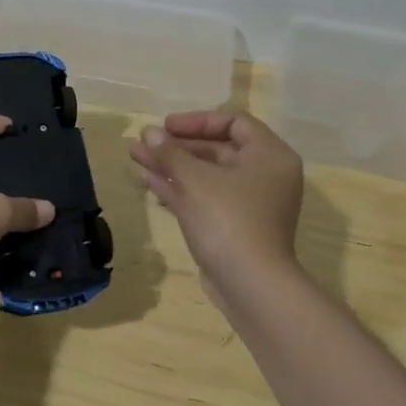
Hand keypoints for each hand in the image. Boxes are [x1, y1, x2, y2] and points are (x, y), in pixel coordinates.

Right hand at [131, 110, 304, 299]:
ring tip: (136, 157)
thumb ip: (169, 152)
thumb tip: (148, 133)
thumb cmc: (228, 219)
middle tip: (143, 143)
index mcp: (269, 156)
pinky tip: (148, 181)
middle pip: (217, 148)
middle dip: (177, 146)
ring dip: (172, 165)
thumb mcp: (194, 180)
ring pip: (206, 174)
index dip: (196, 120)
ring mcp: (249, 203)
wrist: (250, 285)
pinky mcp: (234, 226)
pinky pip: (205, 197)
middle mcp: (264, 175)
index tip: (166, 127)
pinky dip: (179, 188)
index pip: (234, 122)